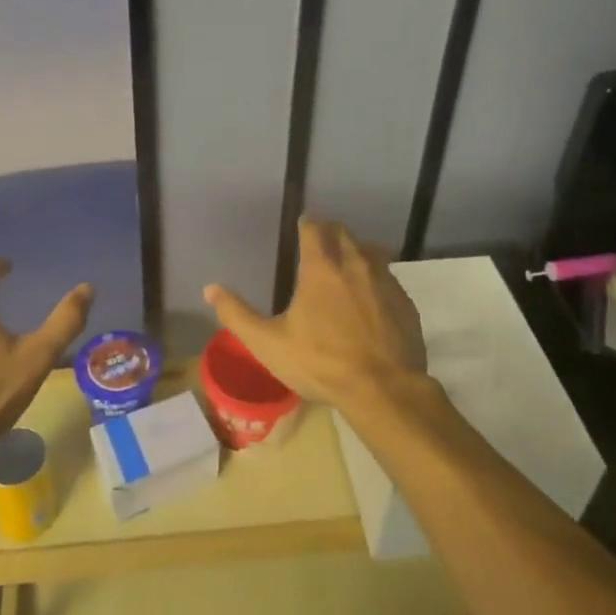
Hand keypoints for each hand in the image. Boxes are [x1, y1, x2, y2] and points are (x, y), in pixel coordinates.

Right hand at [203, 216, 425, 412]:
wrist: (384, 390)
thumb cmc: (321, 363)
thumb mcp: (269, 343)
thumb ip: (237, 314)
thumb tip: (210, 289)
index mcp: (322, 268)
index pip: (315, 229)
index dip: (307, 224)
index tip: (302, 225)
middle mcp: (355, 265)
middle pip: (344, 234)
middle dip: (331, 232)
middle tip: (321, 240)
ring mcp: (385, 282)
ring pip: (371, 252)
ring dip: (357, 251)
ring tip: (347, 264)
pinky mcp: (405, 303)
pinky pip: (389, 279)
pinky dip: (377, 278)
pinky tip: (372, 297)